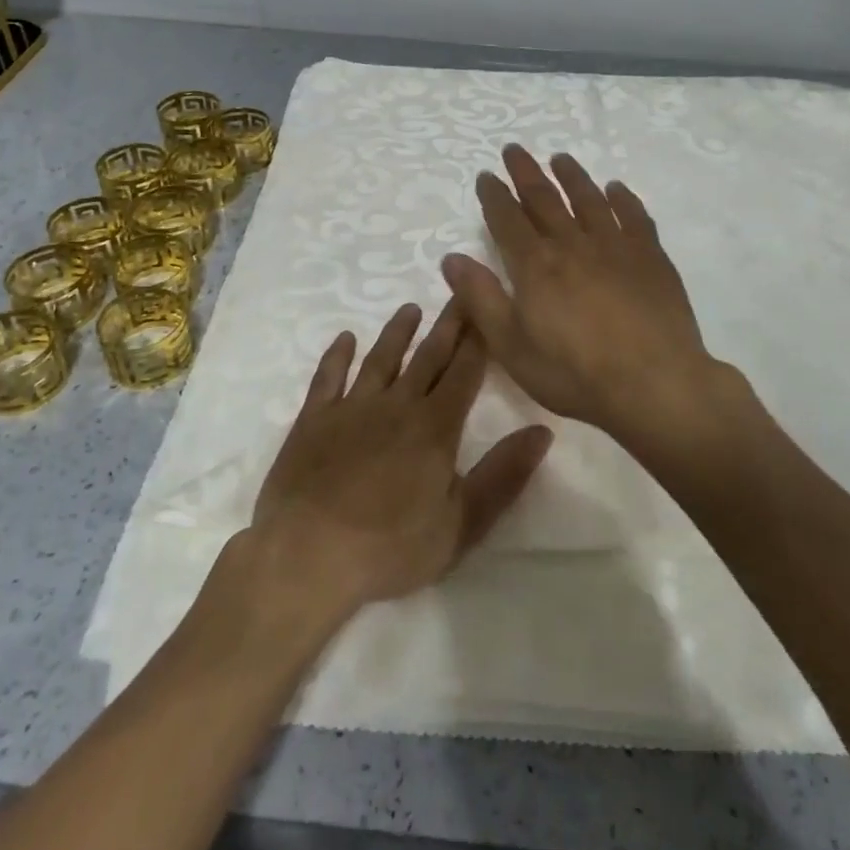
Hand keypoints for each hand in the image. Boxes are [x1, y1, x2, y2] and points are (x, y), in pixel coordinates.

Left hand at [247, 302, 553, 622]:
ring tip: (410, 309)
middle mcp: (396, 405)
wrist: (306, 556)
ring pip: (380, 359)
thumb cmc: (390, 547)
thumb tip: (542, 431)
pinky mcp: (313, 420)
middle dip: (448, 325)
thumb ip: (503, 475)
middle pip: (428, 357)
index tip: (487, 309)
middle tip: (459, 292)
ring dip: (397, 333)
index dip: (478, 340)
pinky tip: (344, 339)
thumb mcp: (461, 523)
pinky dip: (336, 356)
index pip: (464, 373)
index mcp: (434, 427)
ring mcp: (351, 409)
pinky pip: (328, 378)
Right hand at [442, 145, 717, 440]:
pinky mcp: (650, 257)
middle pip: (545, 198)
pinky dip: (622, 199)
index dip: (494, 195)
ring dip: (572, 176)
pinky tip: (616, 189)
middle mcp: (572, 244)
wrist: (653, 384)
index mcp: (535, 266)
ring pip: (589, 199)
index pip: (508, 219)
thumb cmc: (574, 373)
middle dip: (526, 172)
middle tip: (515, 150)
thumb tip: (452, 258)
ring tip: (560, 158)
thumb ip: (480, 299)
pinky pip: (633, 216)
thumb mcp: (511, 347)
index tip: (486, 175)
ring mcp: (615, 246)